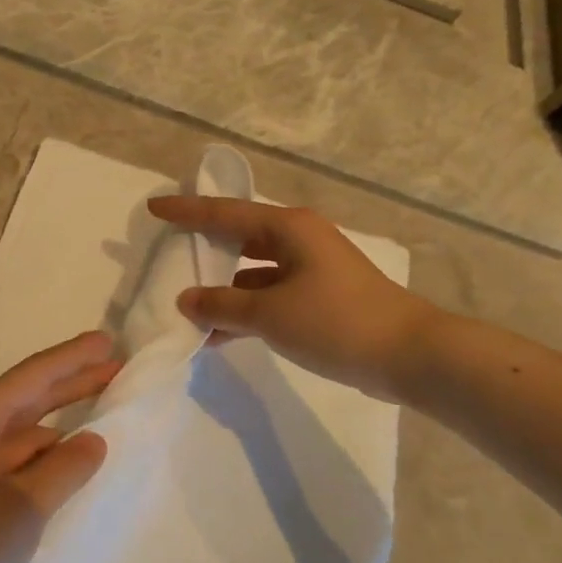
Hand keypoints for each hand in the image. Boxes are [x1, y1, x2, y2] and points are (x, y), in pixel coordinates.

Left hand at [0, 331, 120, 562]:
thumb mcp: (25, 506)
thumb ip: (66, 467)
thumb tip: (94, 440)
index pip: (30, 378)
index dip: (71, 358)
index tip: (107, 340)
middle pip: (28, 399)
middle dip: (71, 383)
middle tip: (116, 366)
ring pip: (26, 435)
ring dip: (63, 423)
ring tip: (105, 412)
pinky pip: (21, 466)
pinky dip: (50, 460)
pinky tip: (75, 463)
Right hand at [148, 195, 437, 400]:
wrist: (408, 355)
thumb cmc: (335, 321)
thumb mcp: (270, 314)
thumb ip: (222, 305)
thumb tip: (186, 300)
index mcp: (288, 227)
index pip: (225, 213)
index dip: (186, 211)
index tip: (154, 207)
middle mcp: (299, 239)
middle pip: (239, 237)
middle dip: (205, 249)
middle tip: (169, 255)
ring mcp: (311, 269)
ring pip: (253, 271)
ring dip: (223, 289)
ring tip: (186, 306)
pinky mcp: (319, 297)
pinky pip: (269, 295)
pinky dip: (245, 310)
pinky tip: (219, 335)